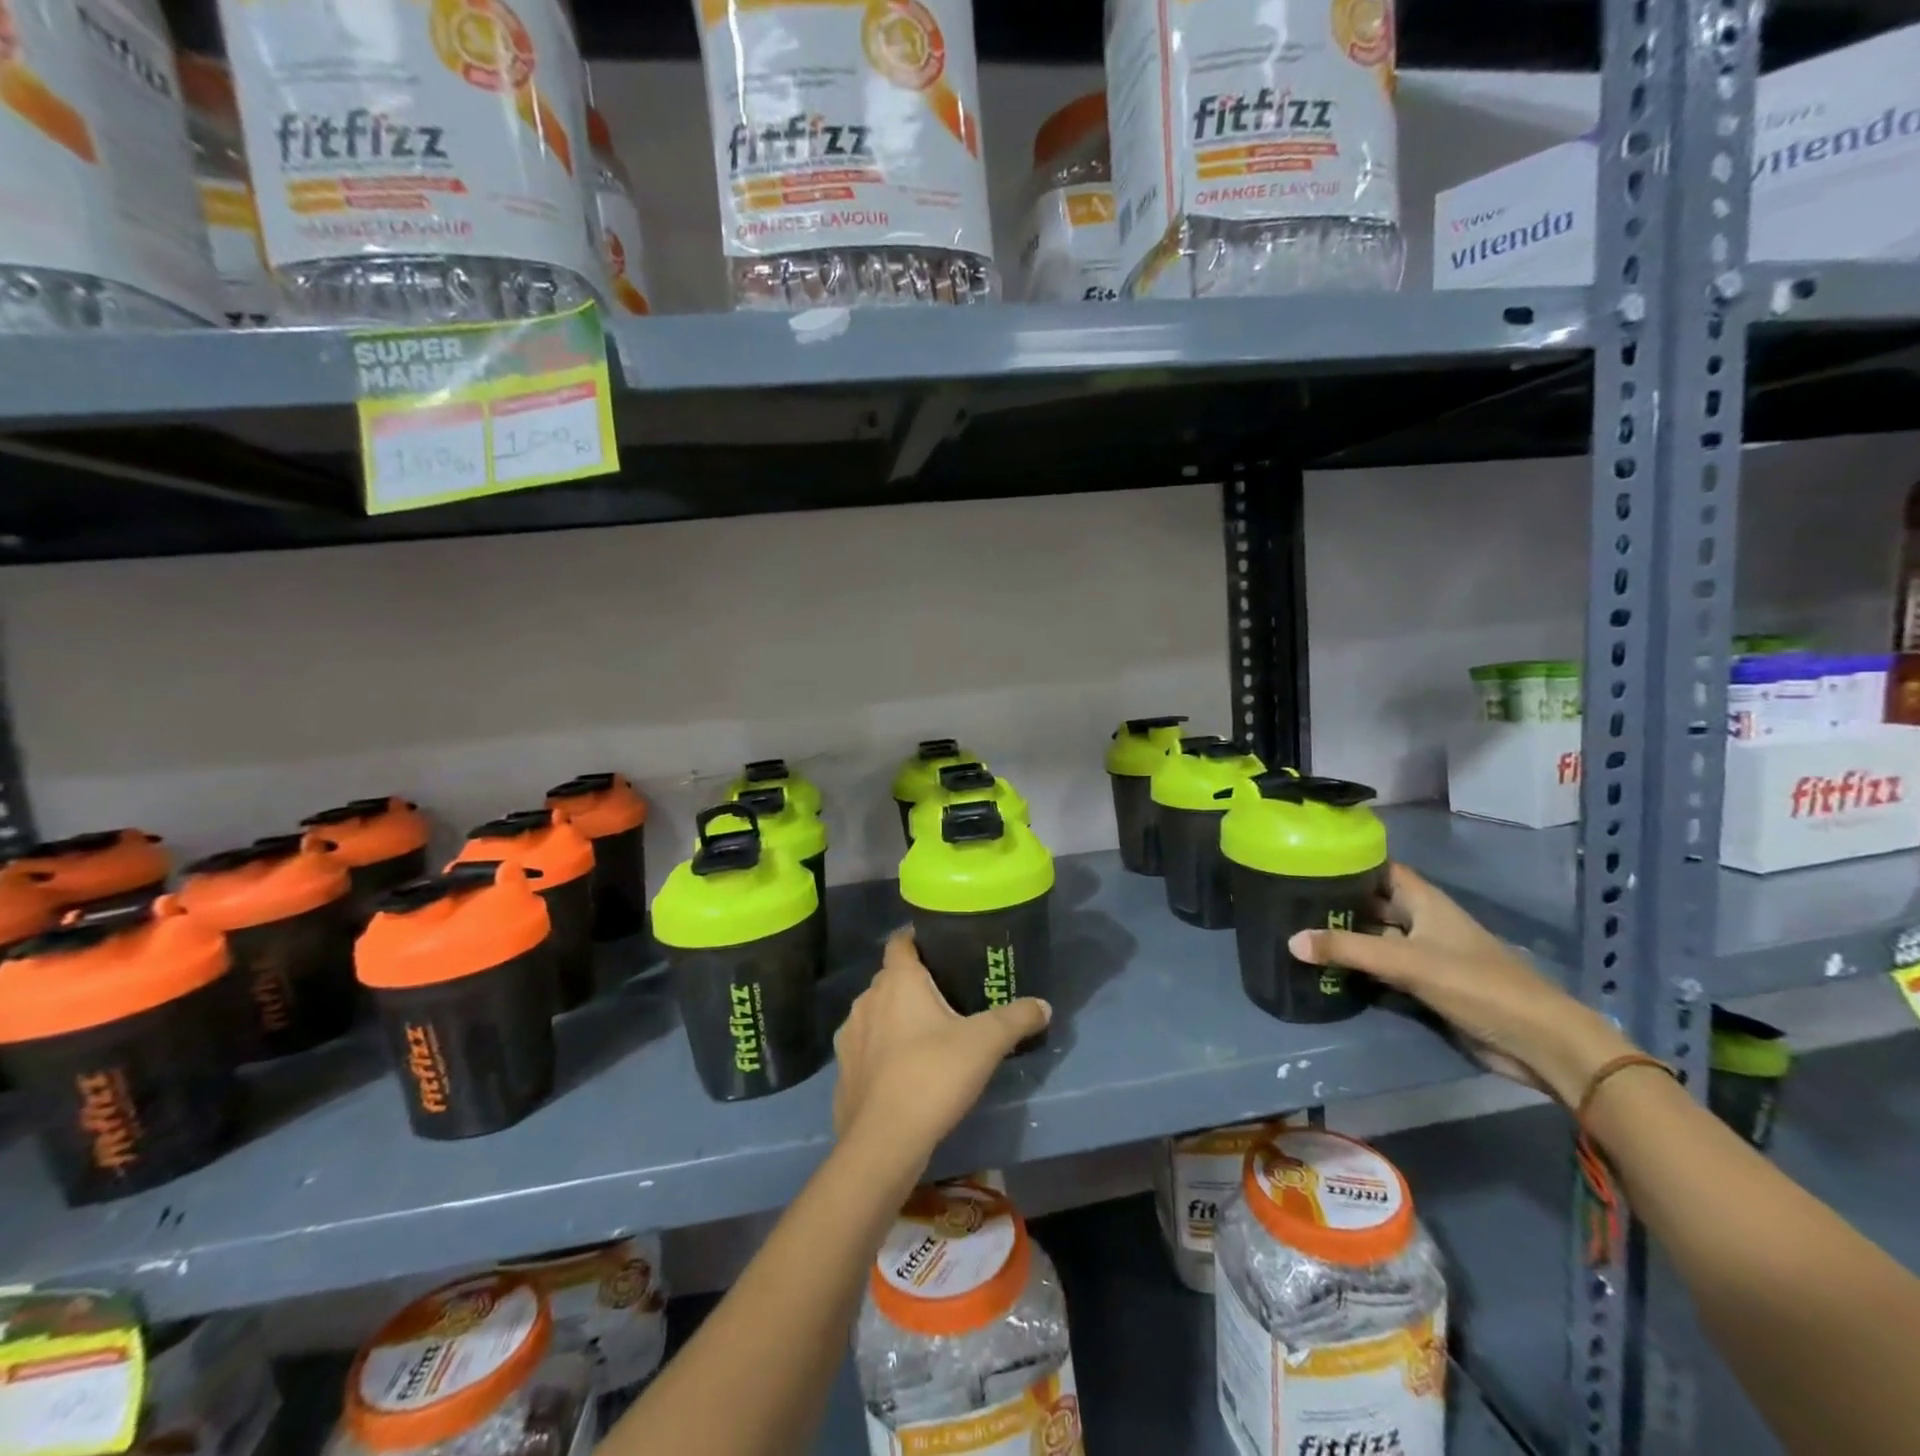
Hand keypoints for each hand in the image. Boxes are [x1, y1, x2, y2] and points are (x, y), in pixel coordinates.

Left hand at [832, 929, 1048, 1181]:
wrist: (883, 1142)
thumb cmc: (933, 1075)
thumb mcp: (986, 1043)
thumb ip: (1016, 1018)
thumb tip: (1044, 1005)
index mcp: (897, 981)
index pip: (900, 941)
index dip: (918, 938)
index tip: (941, 945)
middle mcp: (867, 999)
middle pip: (891, 978)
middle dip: (915, 983)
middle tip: (948, 995)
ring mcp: (850, 1036)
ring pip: (876, 1014)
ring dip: (896, 1019)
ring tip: (927, 1035)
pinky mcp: (843, 1071)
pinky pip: (866, 1048)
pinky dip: (882, 1052)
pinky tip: (904, 1071)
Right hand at [1289, 862, 1633, 1104]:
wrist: (1538, 1042)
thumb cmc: (1477, 985)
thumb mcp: (1407, 962)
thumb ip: (1348, 950)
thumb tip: (1291, 940)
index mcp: (1424, 902)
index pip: (1380, 870)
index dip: (1348, 863)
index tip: (1307, 861)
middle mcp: (1422, 922)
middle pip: (1374, 905)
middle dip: (1338, 904)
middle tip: (1289, 901)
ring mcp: (1425, 955)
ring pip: (1376, 939)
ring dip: (1346, 939)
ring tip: (1296, 933)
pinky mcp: (1426, 986)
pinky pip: (1383, 970)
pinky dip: (1359, 969)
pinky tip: (1326, 970)